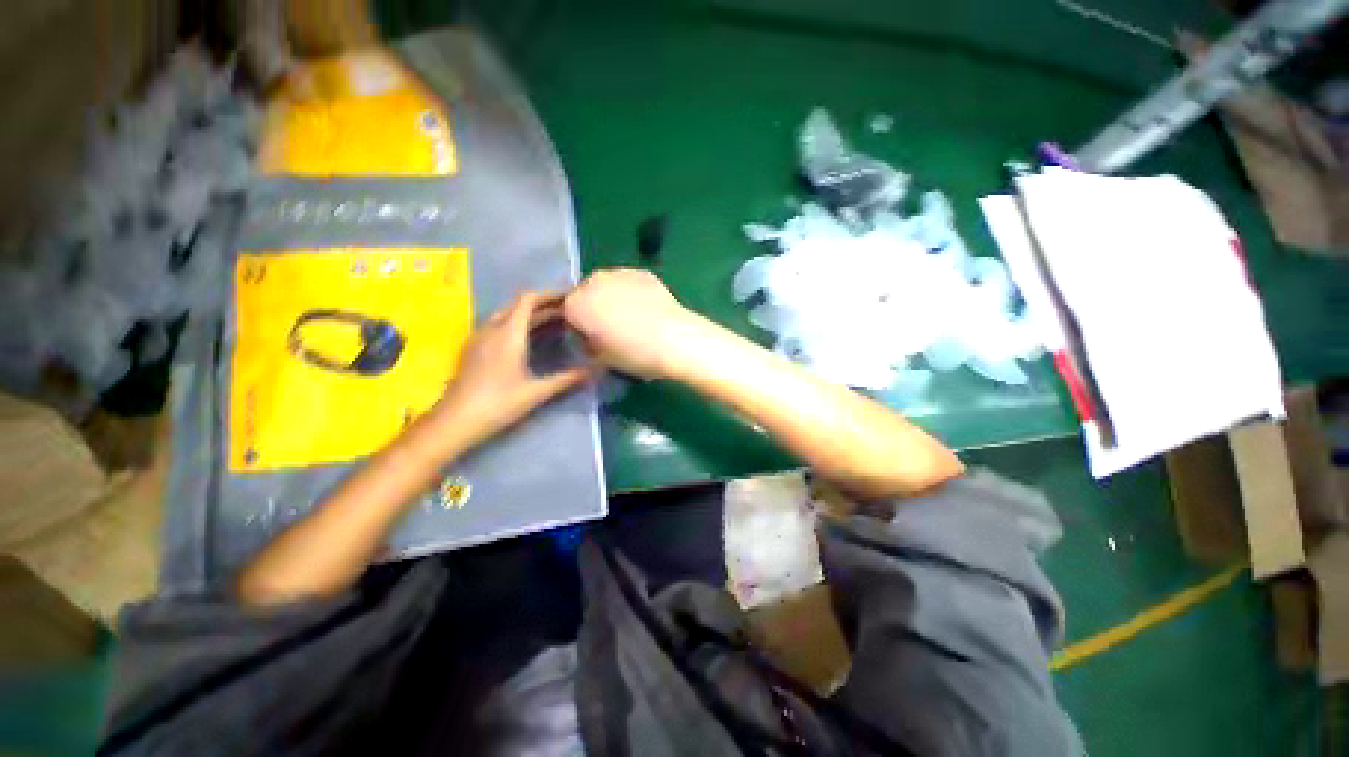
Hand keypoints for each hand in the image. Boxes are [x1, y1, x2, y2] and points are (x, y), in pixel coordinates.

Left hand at [430, 292, 592, 446]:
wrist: (456, 421)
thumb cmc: (499, 403)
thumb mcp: (537, 391)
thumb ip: (567, 378)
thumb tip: (595, 370)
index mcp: (508, 333)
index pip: (528, 300)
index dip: (549, 295)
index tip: (569, 298)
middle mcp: (492, 329)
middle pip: (518, 305)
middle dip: (543, 305)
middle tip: (567, 312)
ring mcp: (480, 338)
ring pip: (507, 315)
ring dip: (530, 315)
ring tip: (553, 324)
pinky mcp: (474, 349)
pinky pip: (498, 327)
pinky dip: (518, 325)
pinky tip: (528, 341)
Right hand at [564, 268, 704, 378]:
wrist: (675, 339)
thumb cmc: (635, 354)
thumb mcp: (602, 358)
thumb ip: (588, 343)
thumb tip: (591, 337)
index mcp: (577, 304)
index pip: (567, 312)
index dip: (578, 327)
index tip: (591, 340)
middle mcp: (593, 282)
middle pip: (586, 293)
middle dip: (593, 308)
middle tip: (610, 329)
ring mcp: (619, 273)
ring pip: (607, 285)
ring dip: (612, 298)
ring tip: (631, 318)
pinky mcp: (642, 273)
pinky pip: (628, 282)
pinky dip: (631, 292)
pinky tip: (646, 309)